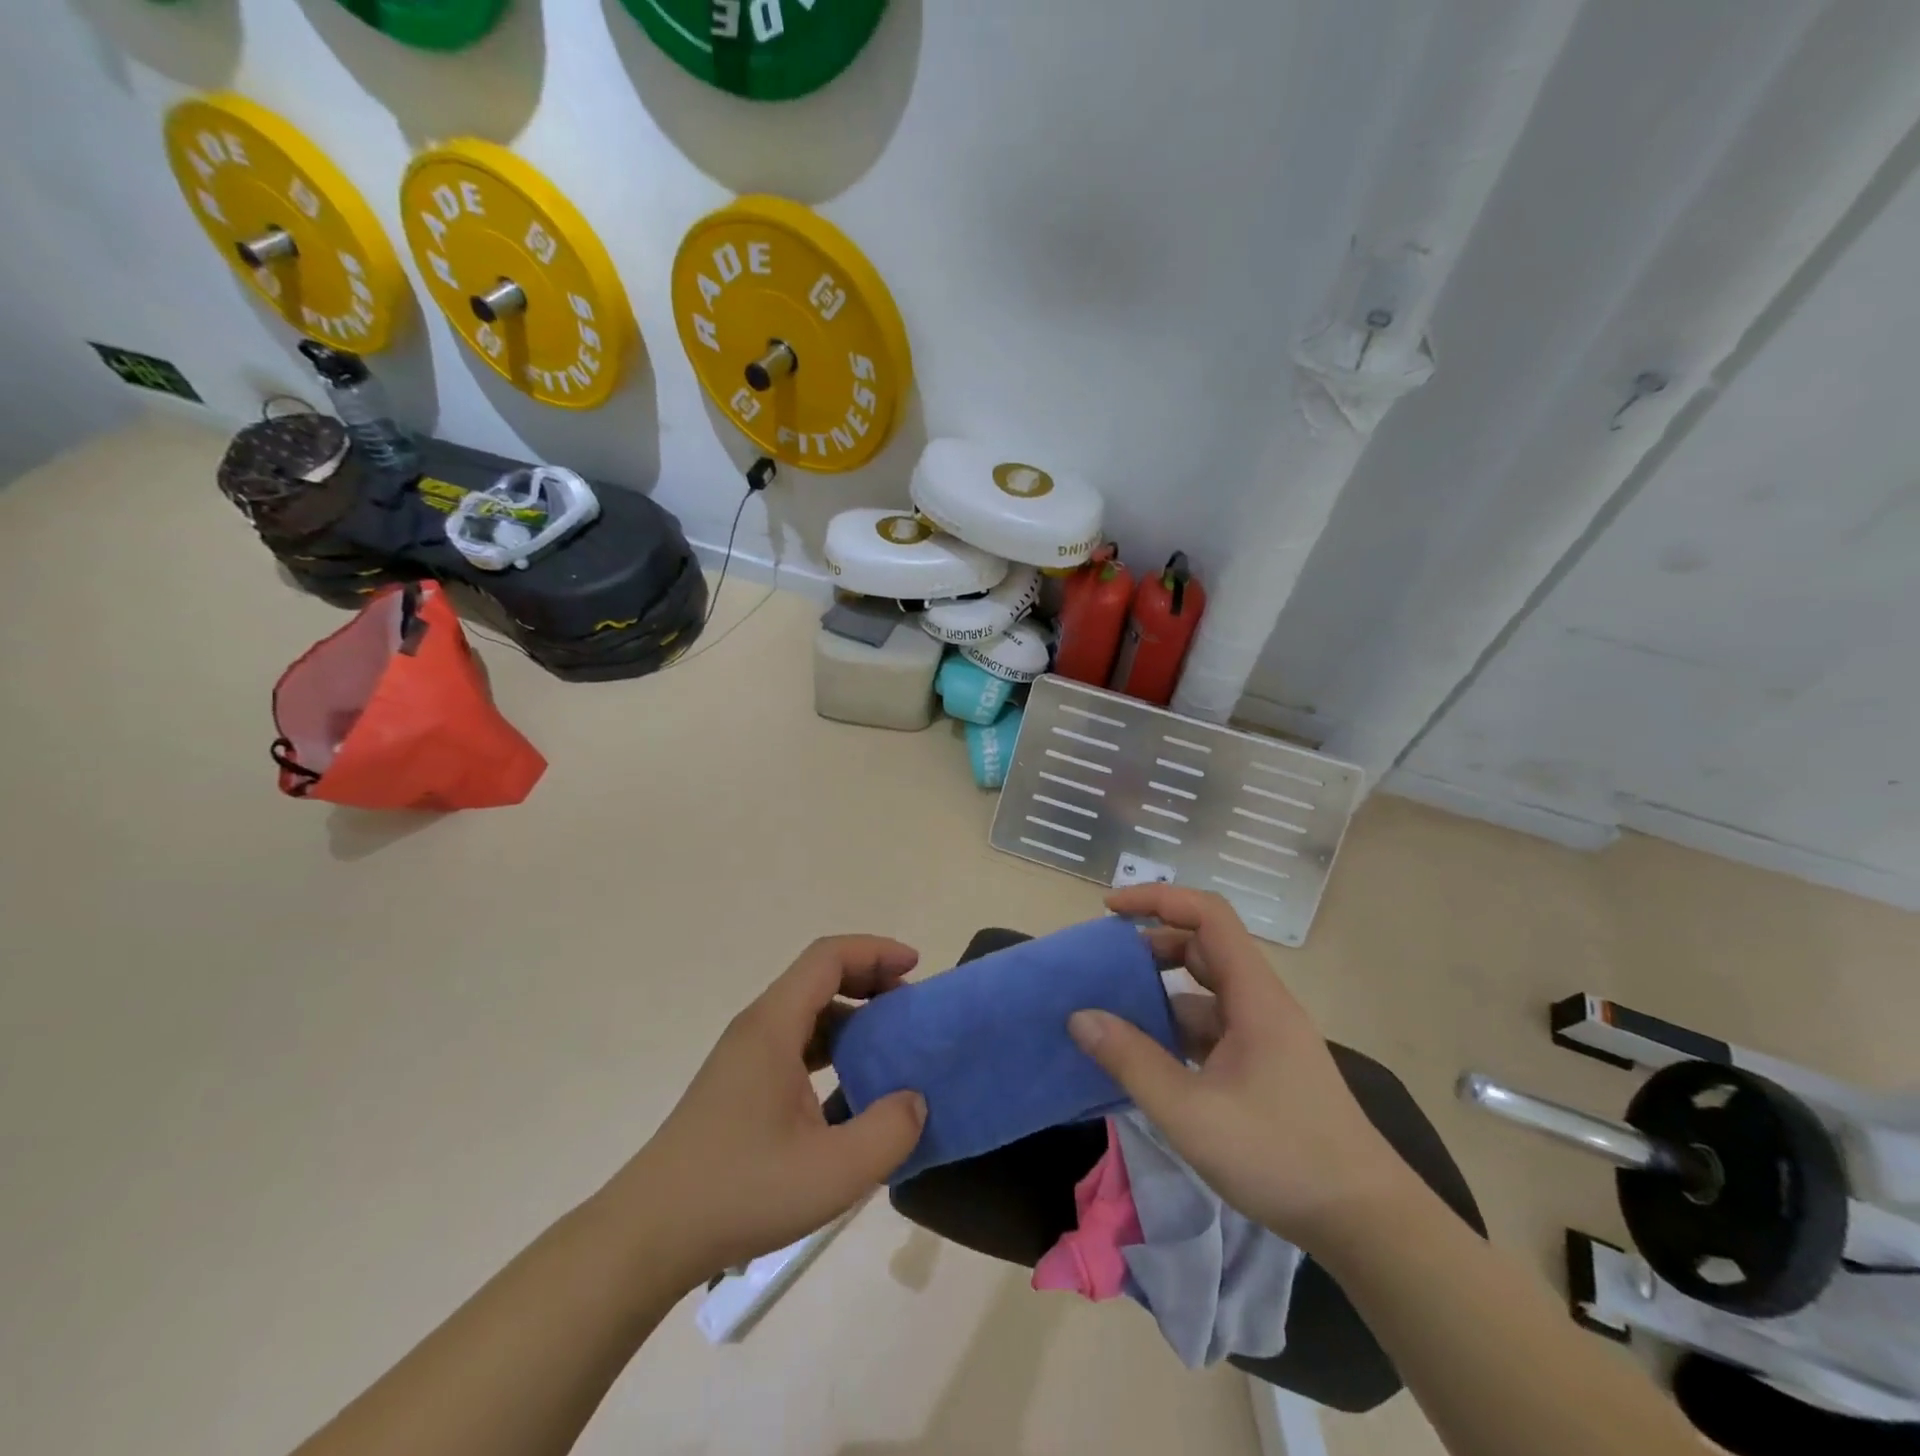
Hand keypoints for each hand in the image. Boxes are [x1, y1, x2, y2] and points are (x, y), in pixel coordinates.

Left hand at [616, 936, 927, 1287]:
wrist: (649, 1235)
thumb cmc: (741, 1191)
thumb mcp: (833, 1171)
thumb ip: (889, 1131)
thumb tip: (915, 1101)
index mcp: (774, 1026)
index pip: (828, 957)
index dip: (875, 951)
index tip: (915, 968)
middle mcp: (757, 1028)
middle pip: (817, 977)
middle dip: (868, 979)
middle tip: (907, 1006)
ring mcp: (744, 1058)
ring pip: (806, 1012)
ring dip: (851, 1015)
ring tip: (887, 1045)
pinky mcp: (739, 1086)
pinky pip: (794, 1044)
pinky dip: (831, 1047)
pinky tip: (850, 1090)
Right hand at [1070, 888, 1412, 1250]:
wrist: (1365, 1223)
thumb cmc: (1280, 1155)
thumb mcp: (1190, 1112)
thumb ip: (1131, 1061)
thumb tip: (1080, 1017)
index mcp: (1254, 995)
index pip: (1207, 915)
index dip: (1158, 900)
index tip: (1111, 910)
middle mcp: (1261, 1004)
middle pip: (1204, 949)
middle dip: (1151, 947)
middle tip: (1104, 966)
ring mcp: (1265, 1037)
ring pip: (1205, 994)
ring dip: (1160, 995)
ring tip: (1112, 1014)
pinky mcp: (1265, 1068)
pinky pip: (1211, 1030)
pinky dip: (1175, 1032)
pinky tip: (1146, 1060)